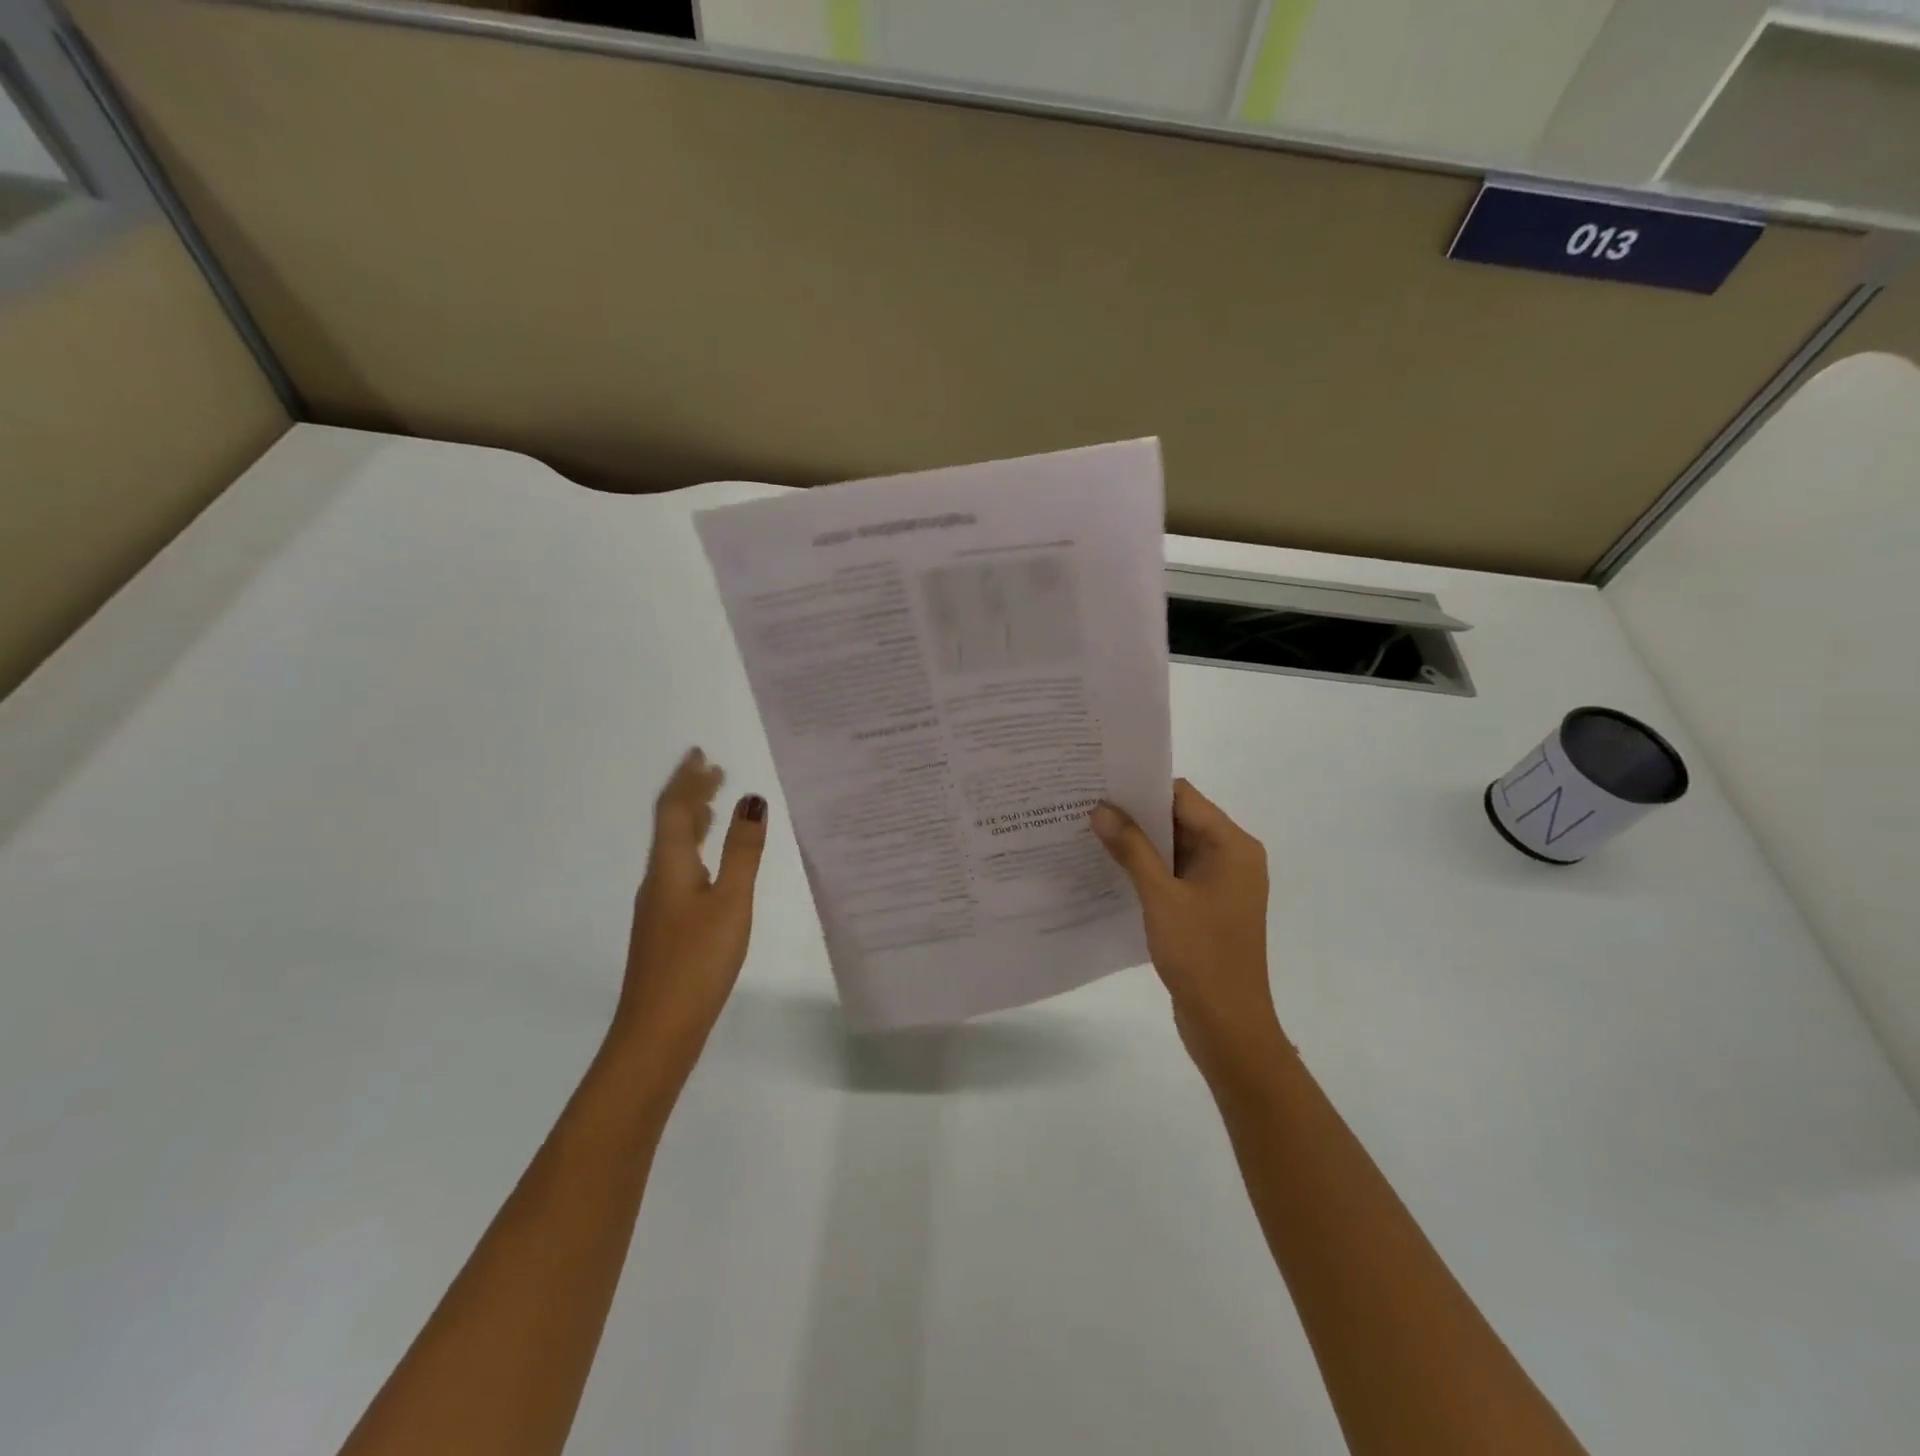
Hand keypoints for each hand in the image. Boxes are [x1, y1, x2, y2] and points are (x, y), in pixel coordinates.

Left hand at [614, 748, 767, 1080]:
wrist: (658, 1030)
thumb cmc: (697, 961)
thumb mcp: (730, 902)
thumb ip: (743, 853)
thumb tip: (751, 801)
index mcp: (671, 867)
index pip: (674, 810)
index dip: (687, 780)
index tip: (700, 754)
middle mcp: (658, 879)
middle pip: (670, 826)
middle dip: (691, 795)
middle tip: (713, 772)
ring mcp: (659, 905)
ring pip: (674, 849)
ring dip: (693, 821)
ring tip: (714, 805)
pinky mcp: (666, 927)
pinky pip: (679, 869)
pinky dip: (695, 849)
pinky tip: (709, 863)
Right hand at [1090, 780, 1287, 1082]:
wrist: (1228, 1025)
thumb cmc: (1201, 955)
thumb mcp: (1161, 898)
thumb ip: (1131, 850)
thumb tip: (1101, 809)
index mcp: (1233, 846)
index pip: (1183, 797)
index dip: (1142, 788)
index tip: (1100, 786)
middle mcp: (1232, 857)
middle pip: (1180, 819)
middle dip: (1136, 815)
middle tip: (1087, 807)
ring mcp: (1221, 883)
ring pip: (1175, 847)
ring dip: (1139, 843)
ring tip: (1091, 834)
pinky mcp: (1209, 906)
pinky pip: (1175, 873)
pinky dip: (1148, 868)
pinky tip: (1111, 870)